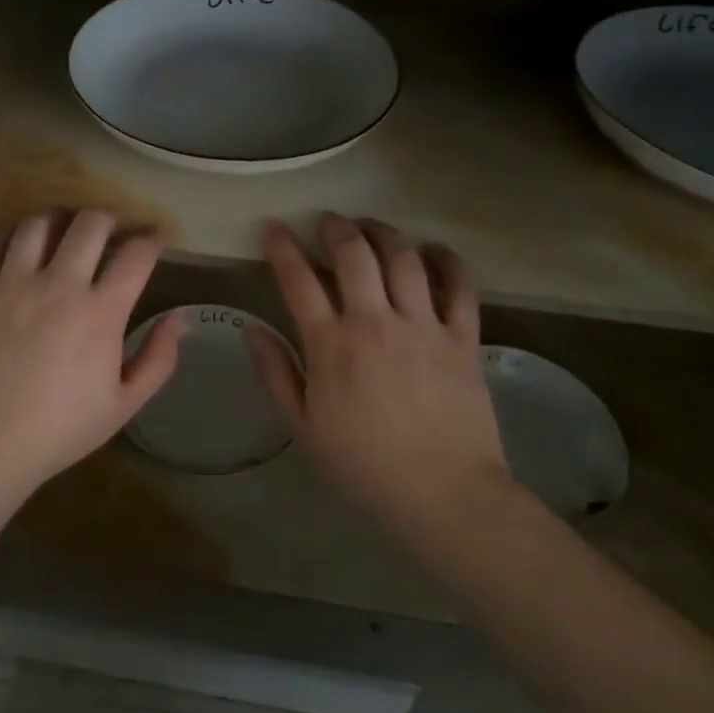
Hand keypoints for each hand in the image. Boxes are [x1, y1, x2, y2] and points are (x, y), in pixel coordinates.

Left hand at [0, 210, 183, 496]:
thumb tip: (180, 319)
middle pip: (89, 223)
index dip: (154, 237)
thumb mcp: (123, 405)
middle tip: (114, 231)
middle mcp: (58, 285)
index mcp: (100, 312)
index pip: (136, 254)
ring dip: (61, 219)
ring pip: (40, 223)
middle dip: (110, 219)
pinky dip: (17, 236)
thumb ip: (158, 359)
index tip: (160, 236)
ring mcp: (13, 284)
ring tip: (66, 230)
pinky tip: (23, 245)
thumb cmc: (57, 431)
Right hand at [246, 213, 511, 532]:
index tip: (273, 228)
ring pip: (403, 258)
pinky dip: (447, 260)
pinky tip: (433, 249)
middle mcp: (375, 322)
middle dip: (336, 227)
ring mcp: (423, 325)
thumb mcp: (302, 426)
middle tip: (328, 219)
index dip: (282, 247)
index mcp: (331, 345)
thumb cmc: (363, 464)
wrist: (443, 493)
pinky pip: (459, 286)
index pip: (299, 280)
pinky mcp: (462, 337)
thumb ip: (274, 373)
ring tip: (371, 226)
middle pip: (353, 254)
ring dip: (383, 233)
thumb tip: (251, 329)